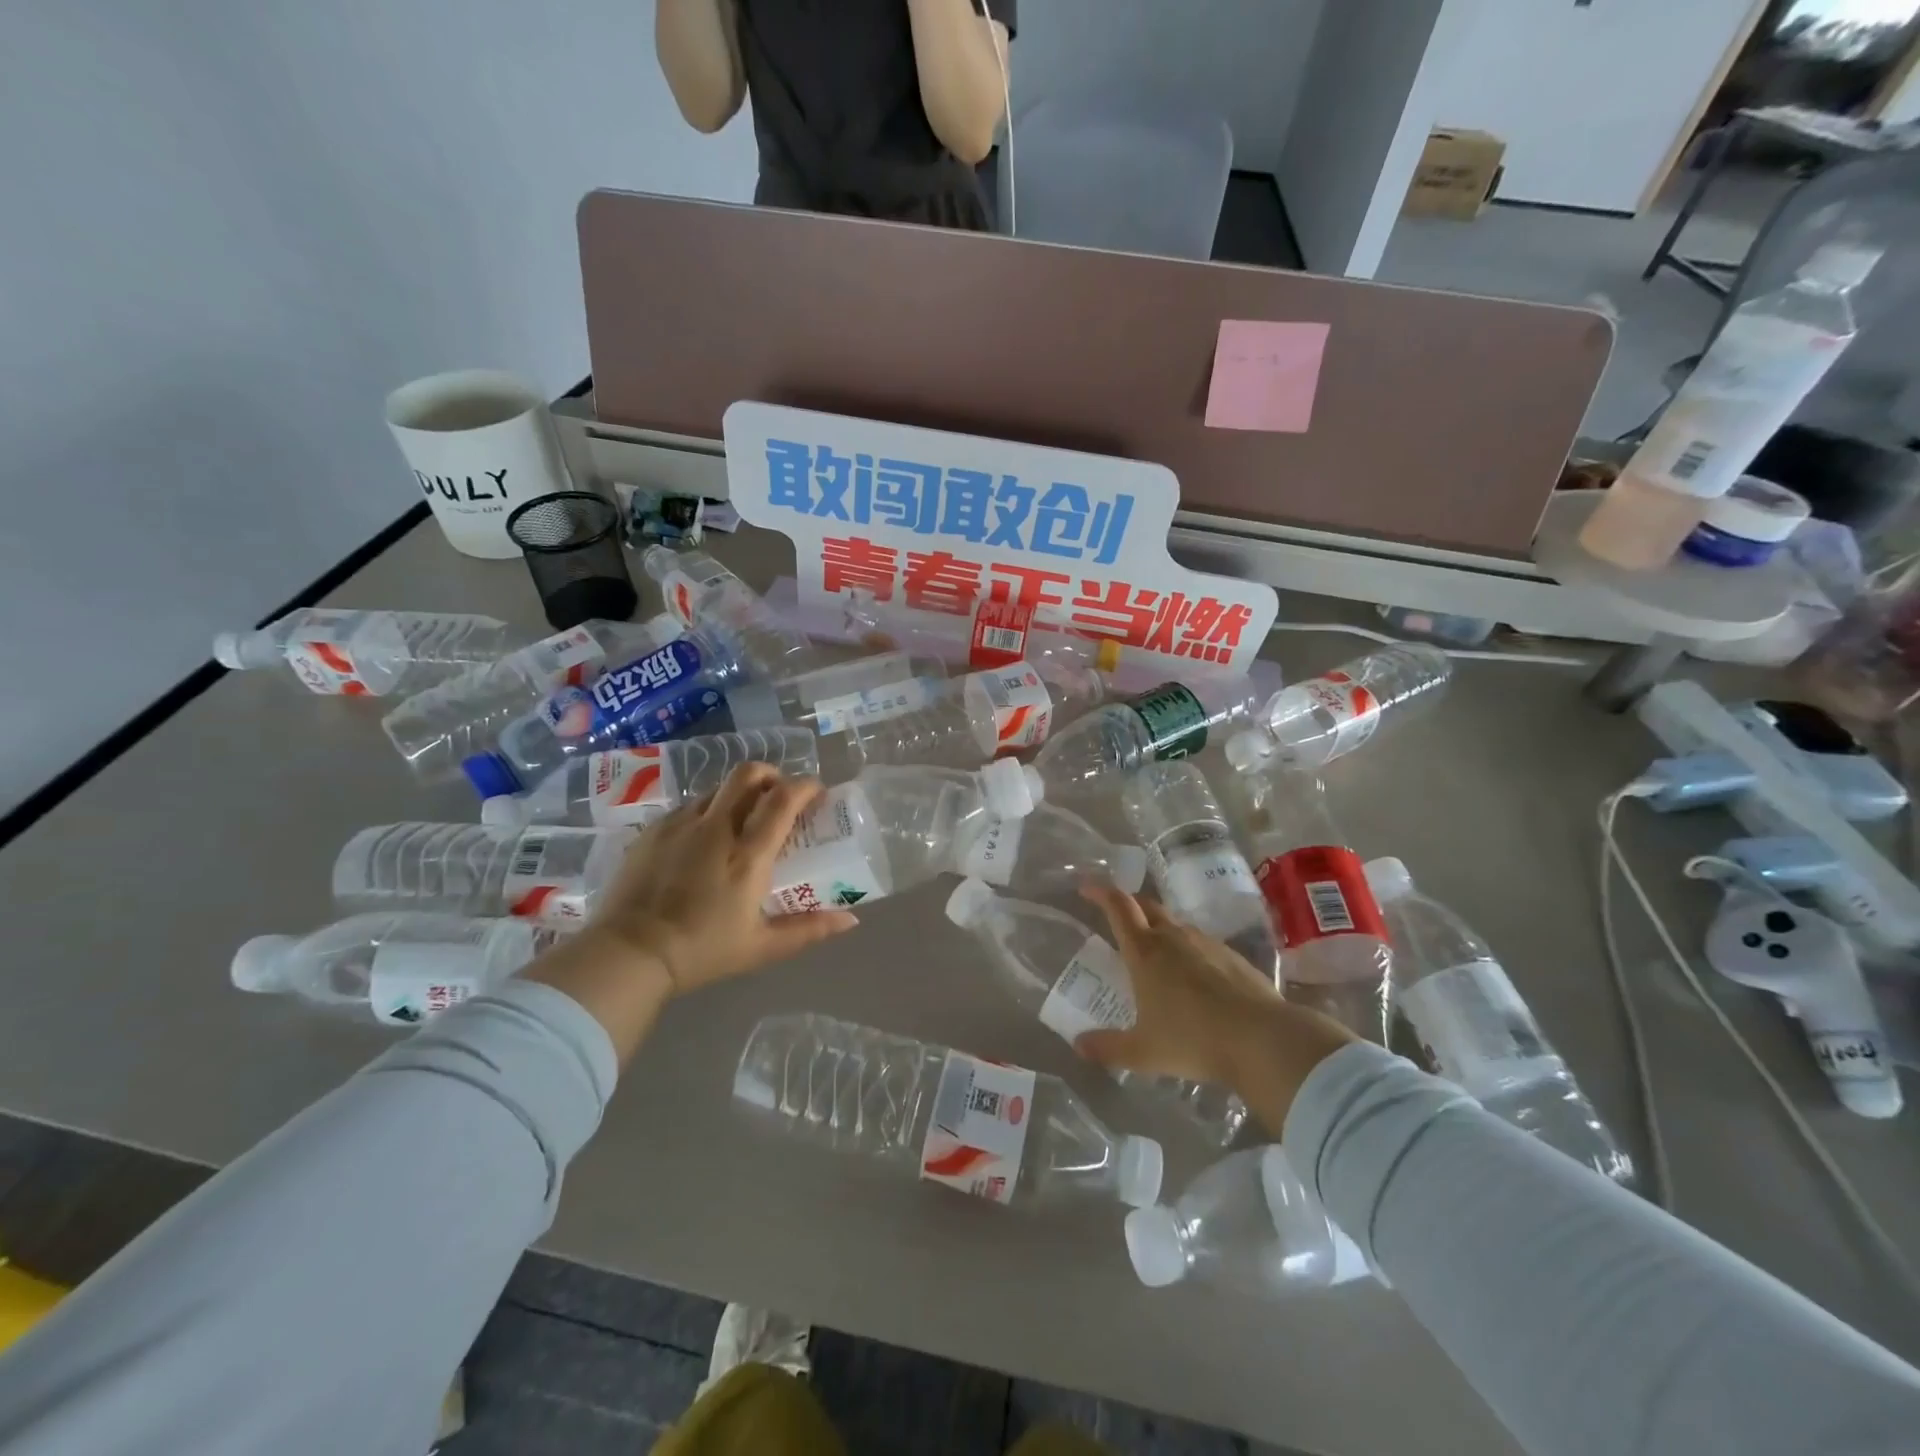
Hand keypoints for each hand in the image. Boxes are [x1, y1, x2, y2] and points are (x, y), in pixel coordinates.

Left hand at [594, 763, 859, 994]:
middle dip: (771, 774)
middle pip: (748, 774)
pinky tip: (703, 838)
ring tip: (742, 818)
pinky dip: (707, 811)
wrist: (628, 954)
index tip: (817, 792)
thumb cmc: (702, 952)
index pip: (783, 799)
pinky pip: (688, 807)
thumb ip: (808, 930)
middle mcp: (716, 828)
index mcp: (748, 854)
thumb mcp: (762, 948)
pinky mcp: (653, 830)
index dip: (806, 786)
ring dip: (738, 794)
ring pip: (718, 788)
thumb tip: (851, 921)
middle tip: (780, 793)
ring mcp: (680, 825)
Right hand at [1075, 883, 1356, 1133]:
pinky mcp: (1232, 956)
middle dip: (1129, 905)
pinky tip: (1193, 977)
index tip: (1086, 888)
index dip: (1100, 892)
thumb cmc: (1193, 1040)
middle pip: (1146, 906)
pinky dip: (1188, 949)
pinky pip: (1201, 943)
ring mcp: (1206, 943)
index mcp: (1145, 952)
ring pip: (1175, 924)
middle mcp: (1173, 937)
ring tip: (1154, 954)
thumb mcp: (1143, 1052)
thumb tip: (1079, 1045)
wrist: (1262, 1040)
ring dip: (1159, 929)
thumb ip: (1108, 1048)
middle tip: (1117, 918)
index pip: (1118, 906)